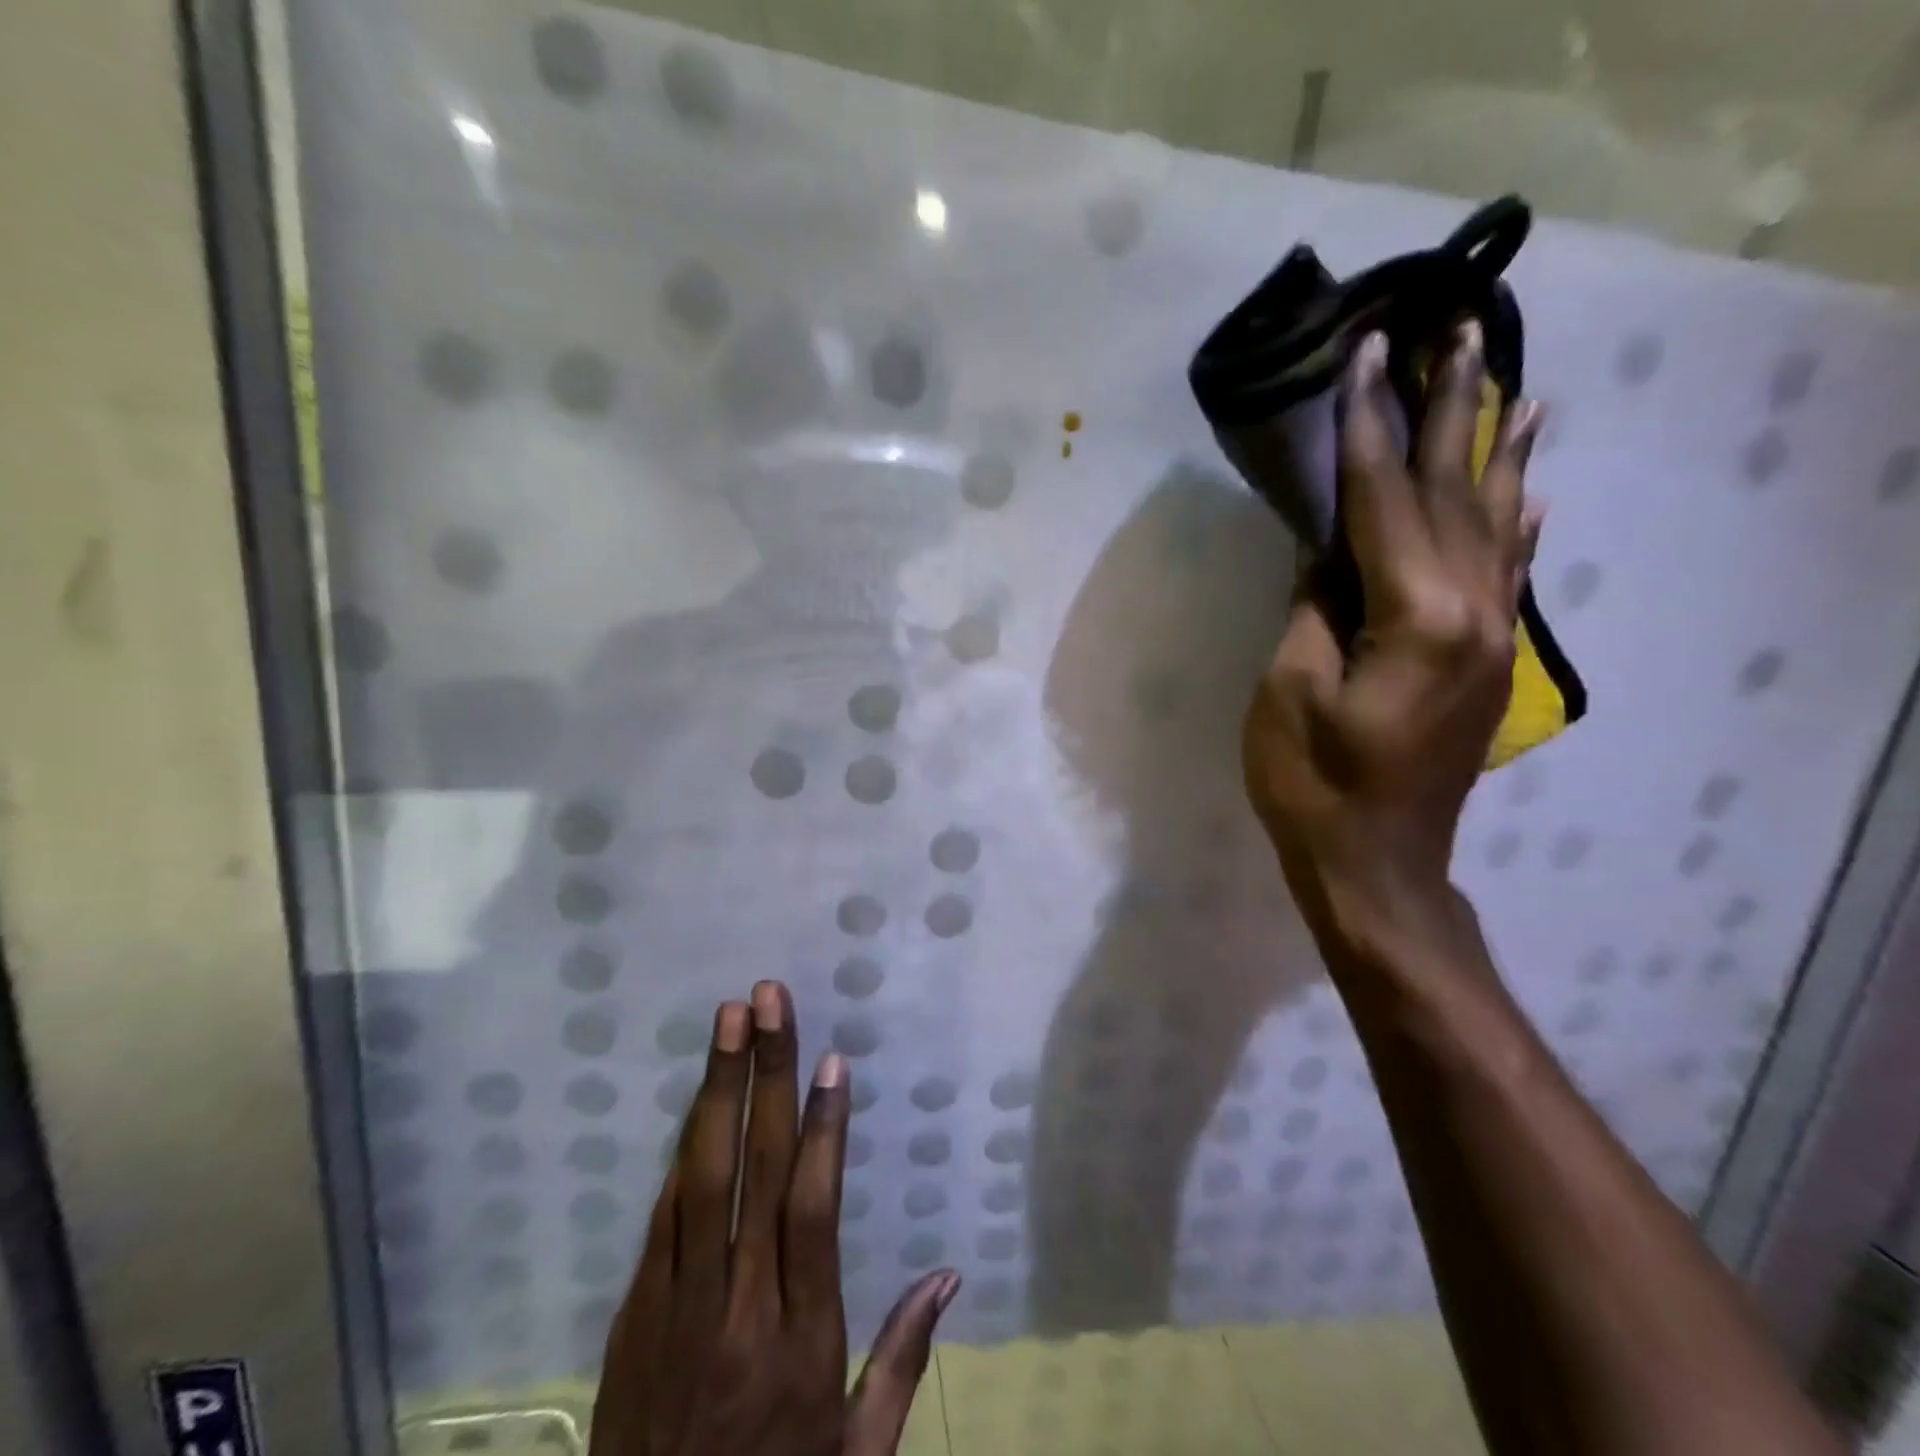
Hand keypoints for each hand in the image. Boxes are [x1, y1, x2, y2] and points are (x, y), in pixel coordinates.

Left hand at [590, 982, 958, 1455]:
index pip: (813, 1210)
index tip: (831, 1062)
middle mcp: (740, 1311)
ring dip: (716, 1090)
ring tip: (729, 1020)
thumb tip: (947, 1276)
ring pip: (702, 1178)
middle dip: (767, 1075)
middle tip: (767, 1001)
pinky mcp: (633, 1317)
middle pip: (756, 1171)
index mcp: (802, 1341)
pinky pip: (662, 1219)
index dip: (824, 1129)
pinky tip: (698, 1102)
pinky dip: (682, 1154)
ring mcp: (677, 1310)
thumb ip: (900, 1363)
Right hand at [1243, 323, 1545, 933]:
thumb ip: (1313, 609)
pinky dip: (1516, 522)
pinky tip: (1530, 490)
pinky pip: (1508, 572)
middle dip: (1451, 409)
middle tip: (1459, 330)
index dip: (1372, 425)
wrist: (1375, 864)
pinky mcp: (1486, 661)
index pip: (1385, 499)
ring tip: (1515, 384)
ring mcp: (1490, 636)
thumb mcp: (1288, 691)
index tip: (1368, 353)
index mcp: (1416, 615)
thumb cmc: (1313, 783)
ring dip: (1498, 452)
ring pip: (1496, 524)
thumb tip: (1327, 551)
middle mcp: (1474, 610)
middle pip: (1455, 493)